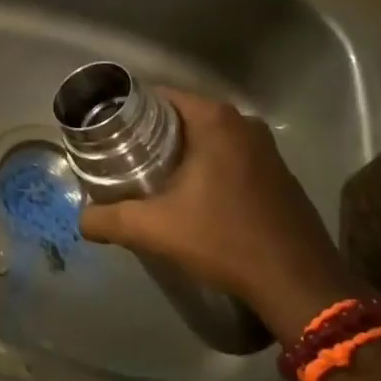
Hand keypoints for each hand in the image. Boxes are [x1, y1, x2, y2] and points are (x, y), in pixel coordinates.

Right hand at [76, 90, 359, 345]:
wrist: (299, 284)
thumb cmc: (224, 241)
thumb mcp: (155, 229)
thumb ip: (108, 220)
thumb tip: (81, 220)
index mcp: (215, 121)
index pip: (159, 96)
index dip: (127, 110)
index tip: (104, 130)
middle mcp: (243, 124)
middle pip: (181, 115)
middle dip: (149, 132)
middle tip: (118, 155)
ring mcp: (266, 148)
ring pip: (206, 137)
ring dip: (178, 151)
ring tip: (146, 174)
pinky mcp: (277, 173)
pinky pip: (229, 155)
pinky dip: (204, 165)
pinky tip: (188, 194)